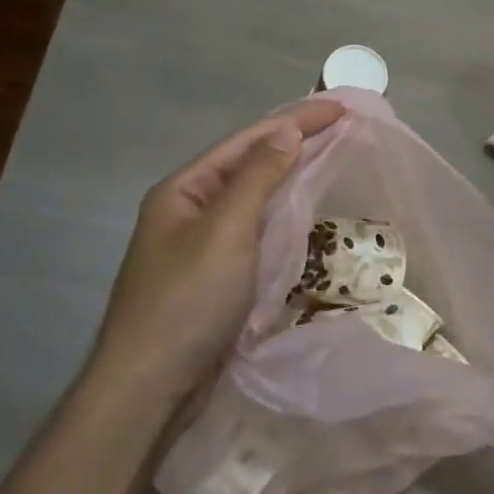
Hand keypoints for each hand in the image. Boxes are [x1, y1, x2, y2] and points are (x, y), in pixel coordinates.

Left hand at [91, 98, 345, 403]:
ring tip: (330, 160)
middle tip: (342, 128)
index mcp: (183, 190)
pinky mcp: (215, 279)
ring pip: (253, 201)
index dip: (295, 120)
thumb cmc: (187, 299)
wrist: (150, 387)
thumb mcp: (225, 230)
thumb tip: (287, 131)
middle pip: (249, 166)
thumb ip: (258, 177)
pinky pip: (255, 234)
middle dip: (294, 144)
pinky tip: (305, 216)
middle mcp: (189, 211)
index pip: (247, 141)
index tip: (341, 107)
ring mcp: (200, 247)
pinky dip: (282, 218)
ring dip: (290, 178)